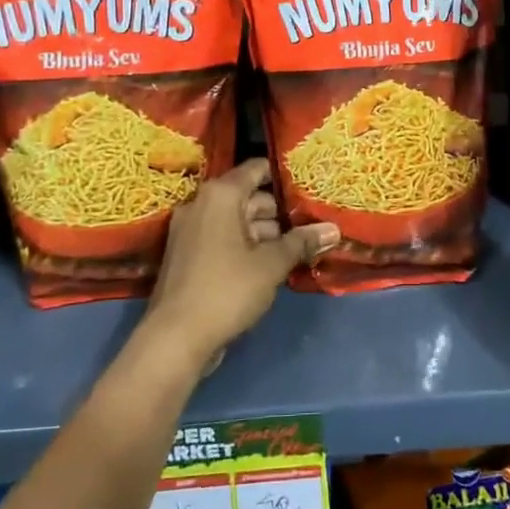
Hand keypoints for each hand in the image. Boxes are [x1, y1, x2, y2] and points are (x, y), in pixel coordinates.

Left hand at [143, 159, 337, 370]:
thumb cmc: (226, 290)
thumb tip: (334, 229)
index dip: (284, 175)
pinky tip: (271, 265)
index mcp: (220, 195)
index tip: (309, 186)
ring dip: (265, 234)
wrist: (174, 339)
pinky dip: (245, 247)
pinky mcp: (187, 256)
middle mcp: (202, 204)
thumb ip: (302, 242)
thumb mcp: (271, 265)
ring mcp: (190, 231)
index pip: (256, 169)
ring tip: (297, 249)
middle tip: (311, 225)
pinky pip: (223, 239)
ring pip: (236, 221)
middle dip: (279, 213)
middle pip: (248, 197)